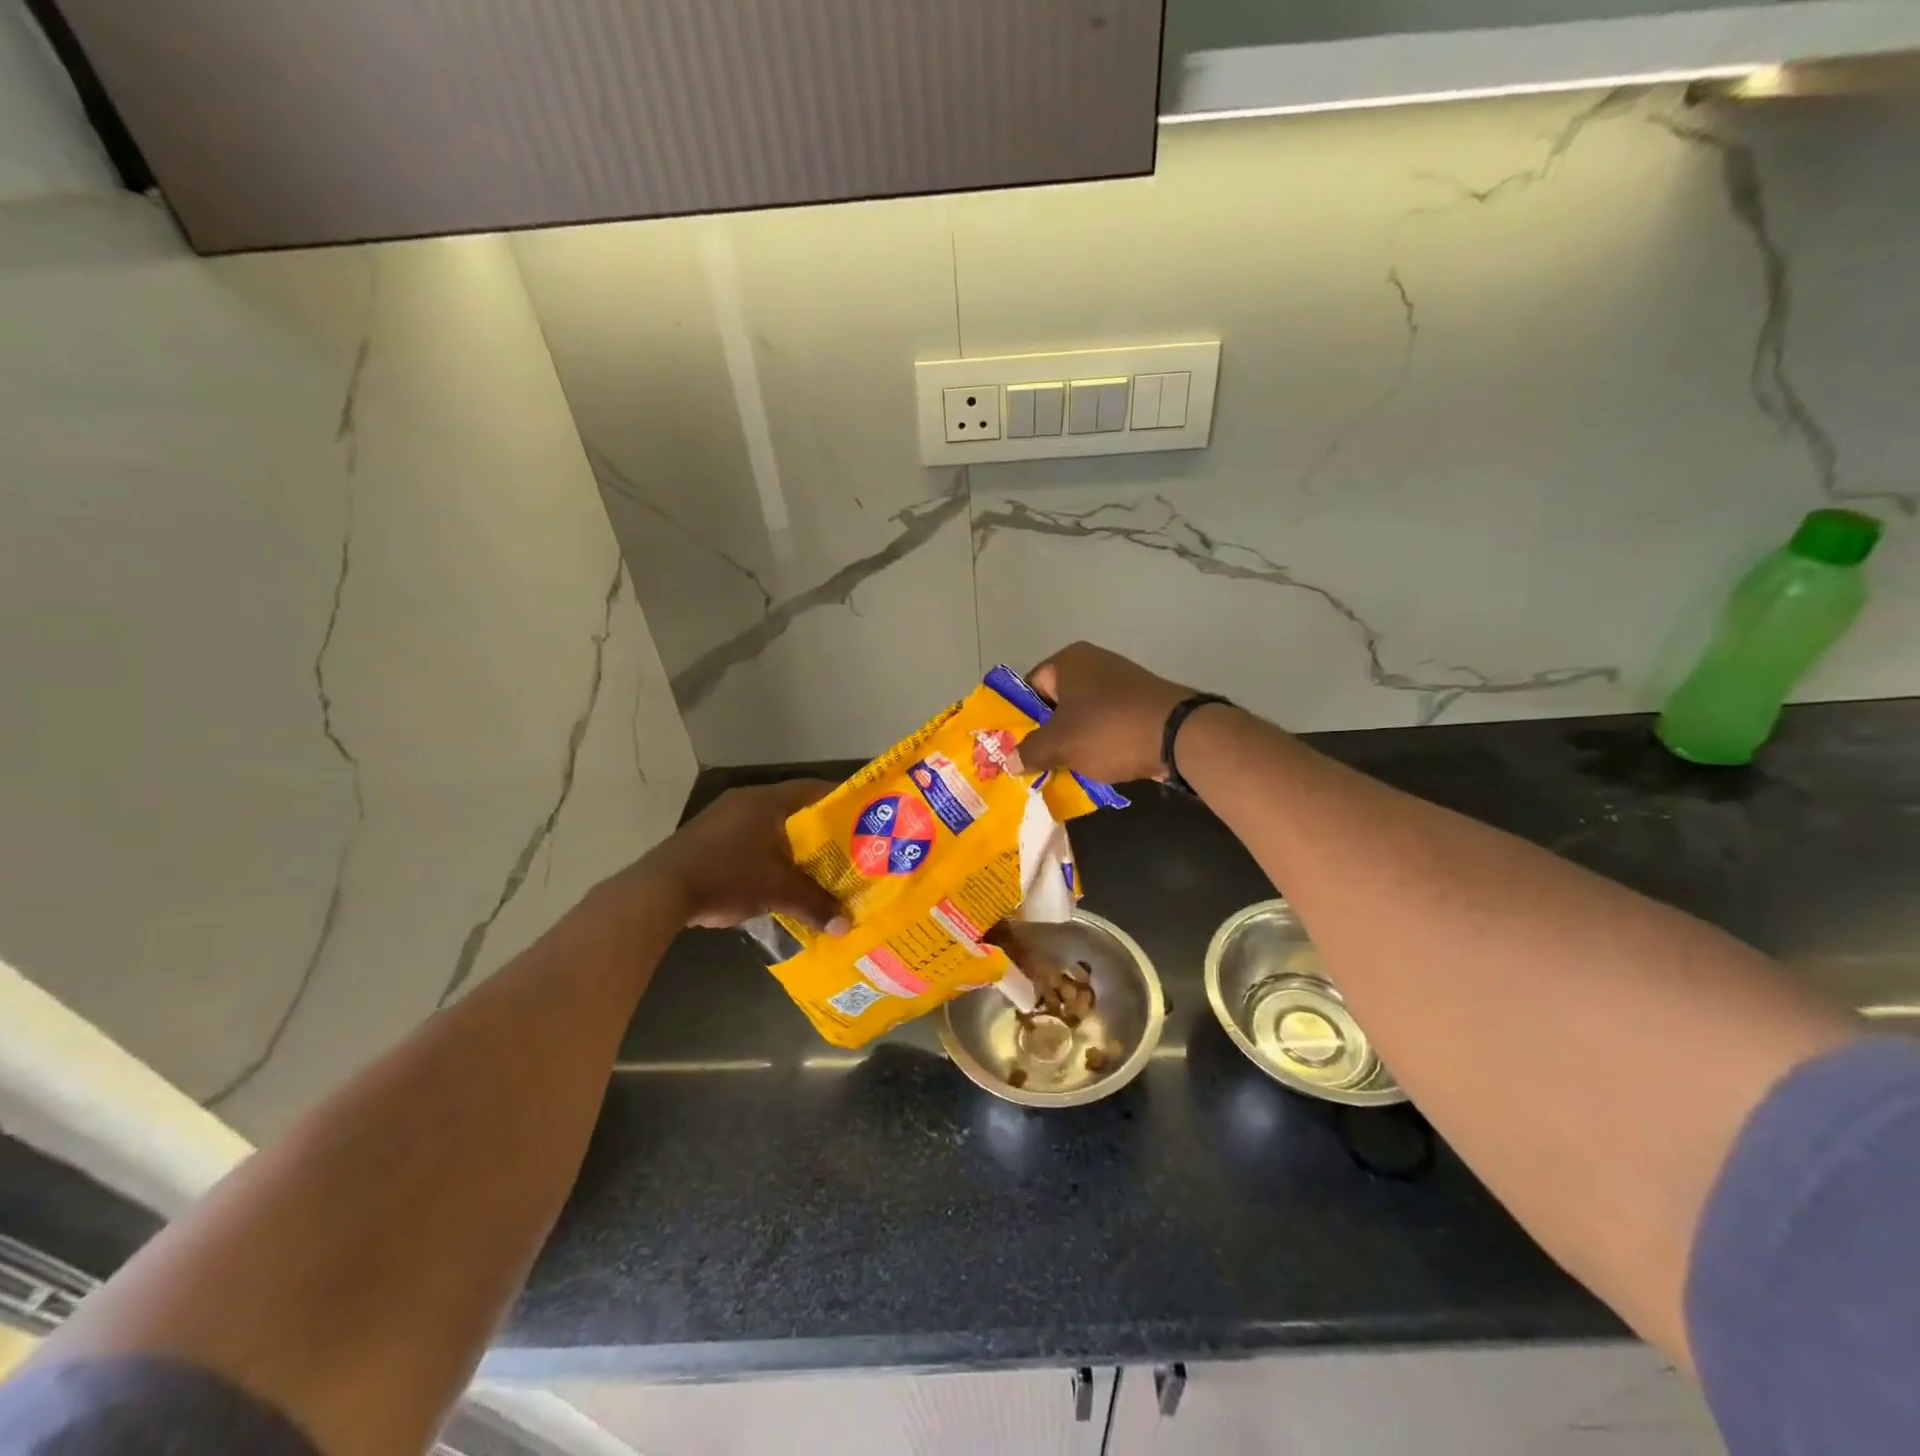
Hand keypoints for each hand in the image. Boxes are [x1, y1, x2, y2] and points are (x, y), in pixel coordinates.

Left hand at [643, 780, 849, 933]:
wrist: (659, 891)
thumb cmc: (726, 876)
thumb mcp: (776, 891)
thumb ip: (814, 904)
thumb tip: (846, 926)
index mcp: (766, 801)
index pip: (812, 789)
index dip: (838, 802)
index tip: (860, 818)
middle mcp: (745, 801)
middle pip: (792, 809)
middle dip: (818, 830)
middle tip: (844, 848)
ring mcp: (722, 818)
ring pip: (769, 826)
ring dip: (790, 845)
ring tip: (815, 867)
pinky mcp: (707, 839)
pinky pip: (749, 839)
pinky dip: (767, 854)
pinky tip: (776, 878)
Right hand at [1010, 642, 1195, 783]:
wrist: (1178, 735)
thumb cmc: (1108, 730)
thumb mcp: (1060, 744)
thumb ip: (1030, 751)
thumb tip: (1010, 759)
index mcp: (1069, 661)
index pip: (1030, 687)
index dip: (1019, 718)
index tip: (1014, 747)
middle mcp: (1094, 663)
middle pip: (1056, 702)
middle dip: (1045, 734)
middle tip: (1034, 764)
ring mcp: (1121, 682)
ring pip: (1082, 716)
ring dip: (1072, 742)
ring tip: (1061, 771)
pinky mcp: (1140, 703)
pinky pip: (1107, 724)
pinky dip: (1098, 744)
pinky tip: (1093, 768)